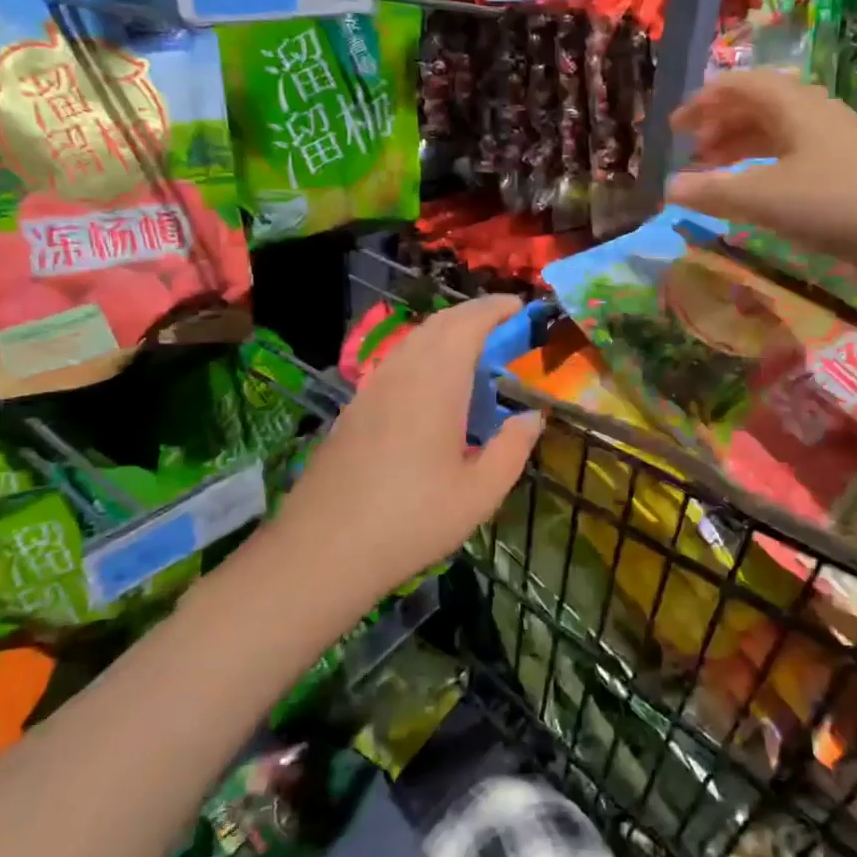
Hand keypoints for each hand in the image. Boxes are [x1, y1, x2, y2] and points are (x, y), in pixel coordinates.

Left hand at [272, 296, 542, 597]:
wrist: (323, 550)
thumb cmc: (411, 520)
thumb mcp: (480, 493)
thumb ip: (512, 448)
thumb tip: (533, 416)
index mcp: (435, 383)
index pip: (467, 324)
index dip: (495, 308)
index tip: (520, 306)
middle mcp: (401, 374)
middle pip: (438, 325)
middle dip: (473, 314)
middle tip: (504, 324)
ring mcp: (371, 390)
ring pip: (412, 342)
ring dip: (446, 333)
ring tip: (473, 351)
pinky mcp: (354, 410)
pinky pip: (395, 363)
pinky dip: (423, 355)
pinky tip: (432, 387)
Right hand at [665, 73, 856, 255]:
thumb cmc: (838, 203)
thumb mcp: (766, 198)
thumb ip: (715, 192)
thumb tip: (669, 187)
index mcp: (793, 106)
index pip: (739, 86)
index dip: (703, 102)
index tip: (674, 128)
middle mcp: (814, 115)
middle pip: (759, 107)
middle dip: (720, 126)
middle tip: (692, 154)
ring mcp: (835, 143)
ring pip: (778, 134)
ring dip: (743, 148)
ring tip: (717, 174)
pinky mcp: (849, 173)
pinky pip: (795, 159)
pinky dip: (766, 170)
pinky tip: (759, 195)